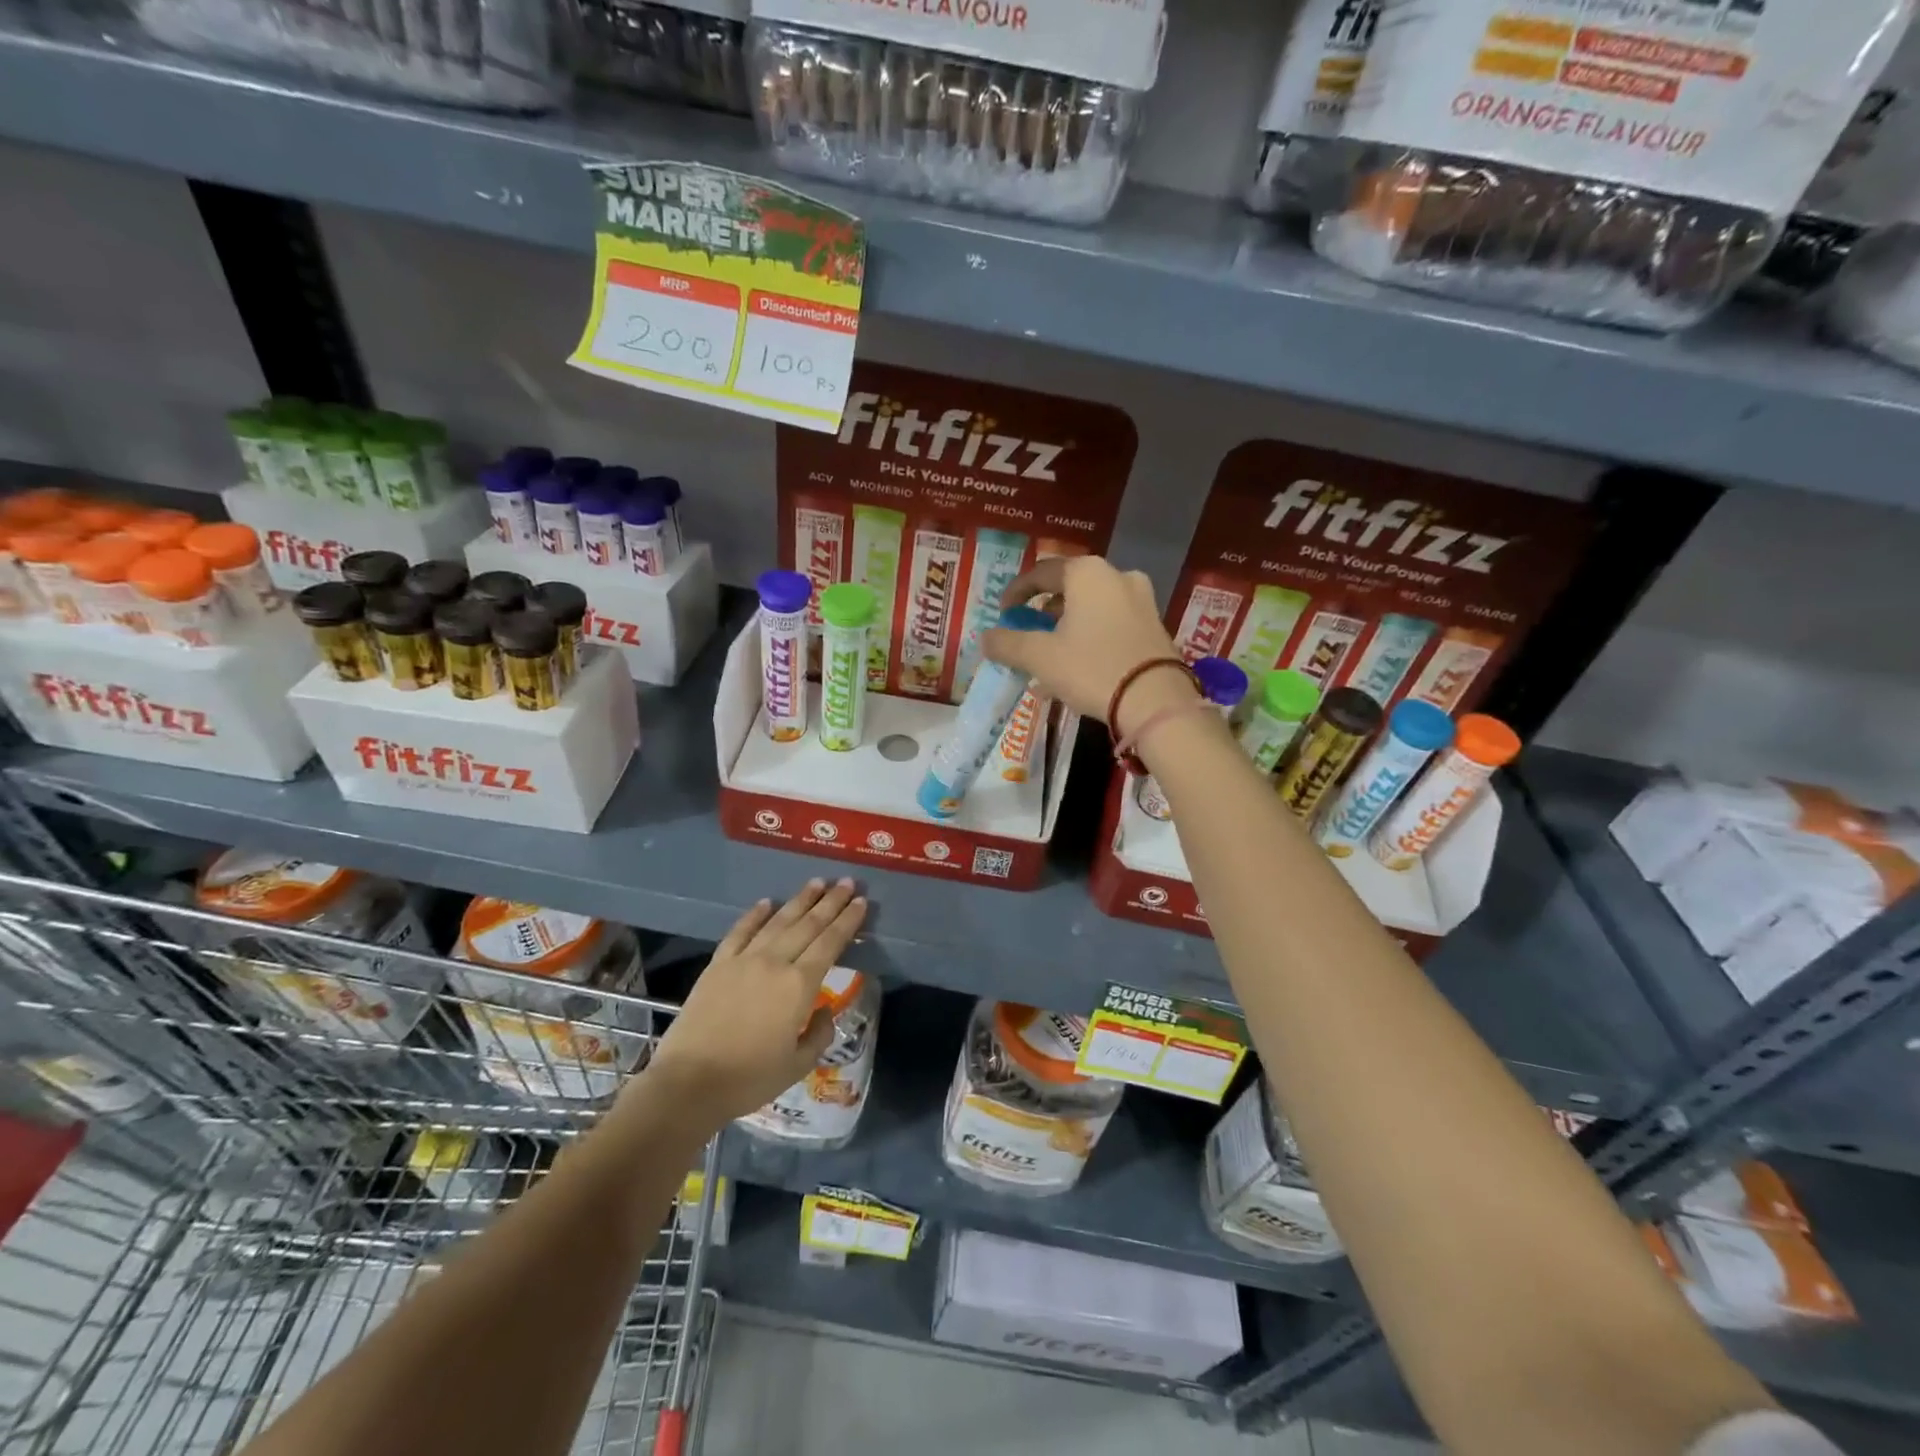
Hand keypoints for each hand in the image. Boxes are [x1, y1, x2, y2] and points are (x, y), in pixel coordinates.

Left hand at [643, 880, 866, 1126]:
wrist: (689, 1083)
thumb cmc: (749, 1079)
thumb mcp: (797, 1065)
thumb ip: (819, 1034)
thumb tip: (824, 1012)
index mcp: (799, 986)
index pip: (830, 943)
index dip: (848, 921)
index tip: (861, 902)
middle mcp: (775, 963)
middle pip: (808, 925)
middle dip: (830, 902)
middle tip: (847, 882)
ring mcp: (744, 960)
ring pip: (778, 921)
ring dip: (800, 900)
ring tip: (817, 882)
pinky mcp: (717, 965)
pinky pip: (740, 931)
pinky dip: (755, 915)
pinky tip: (766, 902)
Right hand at [982, 555, 1193, 735]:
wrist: (1155, 701)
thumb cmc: (1091, 667)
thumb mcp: (1040, 657)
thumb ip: (1007, 644)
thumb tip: (985, 638)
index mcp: (1087, 573)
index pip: (1042, 572)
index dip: (1017, 592)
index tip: (1003, 613)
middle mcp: (1117, 576)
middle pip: (1070, 588)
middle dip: (1044, 611)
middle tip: (1028, 633)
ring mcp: (1142, 600)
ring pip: (1092, 608)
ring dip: (1067, 627)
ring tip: (1050, 656)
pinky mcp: (1154, 627)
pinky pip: (1111, 624)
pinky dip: (1090, 637)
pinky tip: (1078, 666)